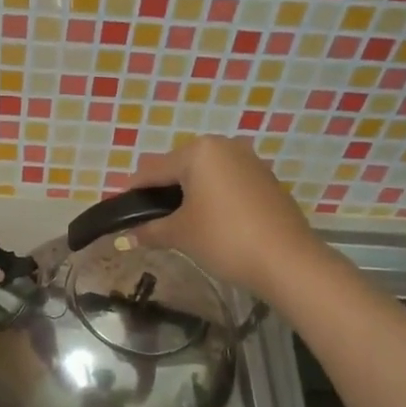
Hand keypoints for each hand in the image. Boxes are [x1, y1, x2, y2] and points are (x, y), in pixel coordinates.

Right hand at [124, 137, 325, 299]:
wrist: (286, 260)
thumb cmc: (224, 238)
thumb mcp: (180, 234)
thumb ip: (149, 231)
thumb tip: (123, 239)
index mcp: (198, 151)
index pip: (152, 170)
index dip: (132, 193)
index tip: (119, 212)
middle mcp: (225, 147)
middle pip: (180, 167)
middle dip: (162, 192)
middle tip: (148, 221)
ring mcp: (250, 161)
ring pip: (206, 175)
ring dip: (188, 195)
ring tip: (178, 224)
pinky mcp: (266, 180)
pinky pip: (227, 183)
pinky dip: (212, 198)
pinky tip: (209, 223)